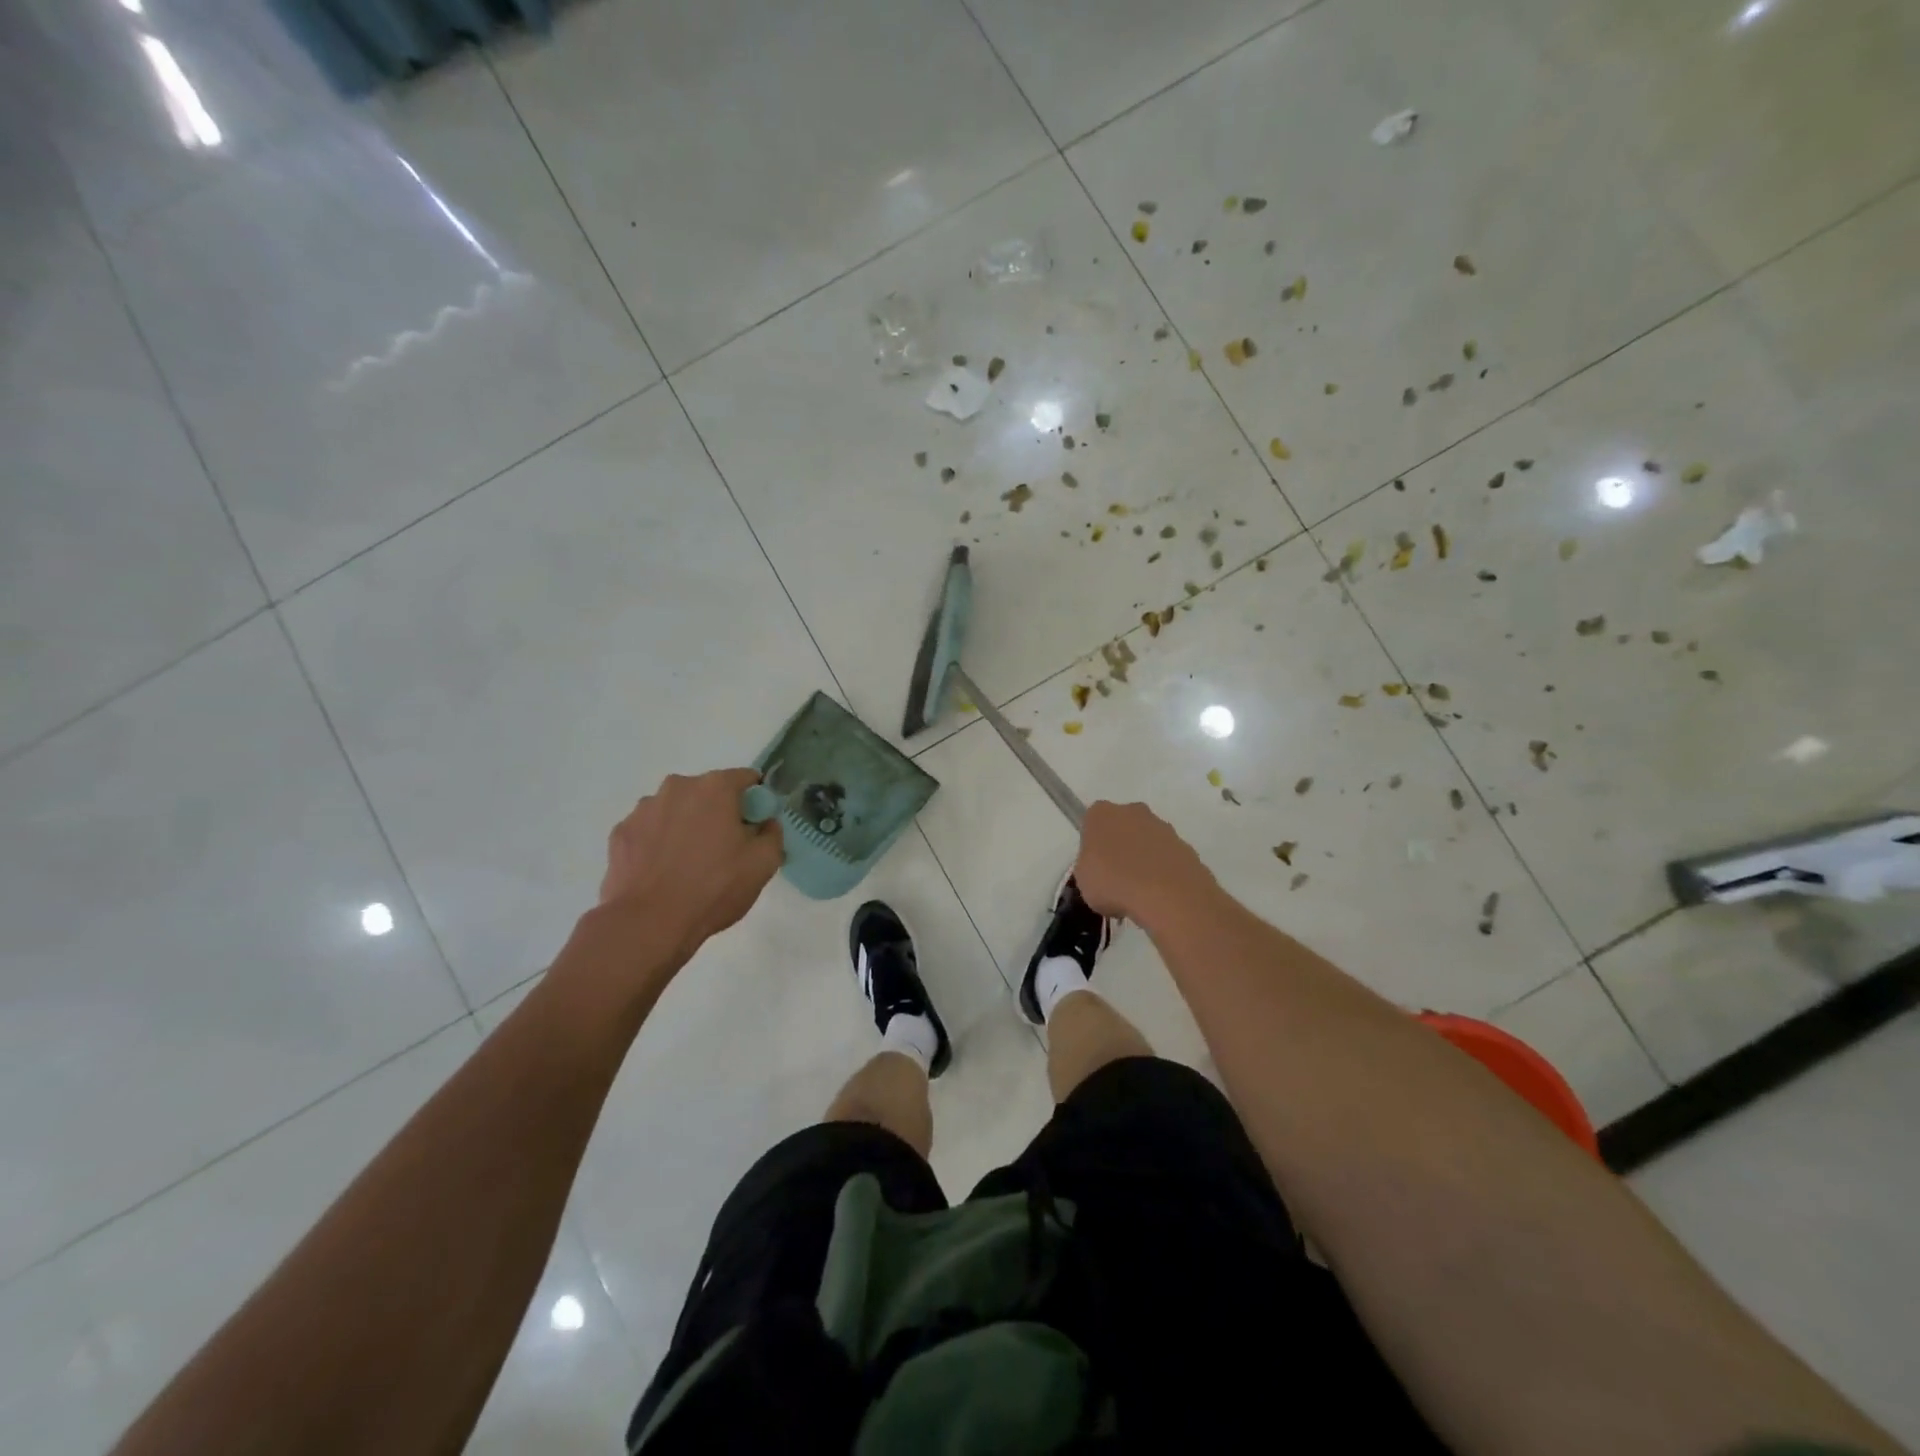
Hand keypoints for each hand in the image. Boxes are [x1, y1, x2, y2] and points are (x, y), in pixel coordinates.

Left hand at [599, 769, 783, 959]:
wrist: (649, 923)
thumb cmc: (714, 888)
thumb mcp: (764, 864)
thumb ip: (773, 833)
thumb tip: (764, 824)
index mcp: (715, 787)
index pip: (746, 779)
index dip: (755, 802)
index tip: (755, 828)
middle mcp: (677, 787)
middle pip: (708, 793)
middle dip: (718, 813)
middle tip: (724, 851)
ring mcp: (643, 809)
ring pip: (676, 810)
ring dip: (686, 827)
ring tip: (687, 866)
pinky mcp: (620, 833)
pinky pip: (649, 831)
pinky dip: (658, 844)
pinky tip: (662, 873)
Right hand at [1073, 800, 1217, 930]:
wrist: (1167, 896)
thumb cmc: (1113, 882)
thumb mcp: (1083, 879)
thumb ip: (1090, 866)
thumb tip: (1102, 869)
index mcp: (1102, 814)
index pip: (1092, 821)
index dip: (1093, 844)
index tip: (1094, 866)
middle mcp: (1133, 812)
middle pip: (1123, 826)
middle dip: (1121, 847)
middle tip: (1116, 878)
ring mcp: (1164, 828)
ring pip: (1148, 842)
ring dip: (1144, 860)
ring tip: (1140, 894)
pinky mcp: (1187, 848)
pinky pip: (1168, 860)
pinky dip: (1164, 873)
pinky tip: (1160, 897)